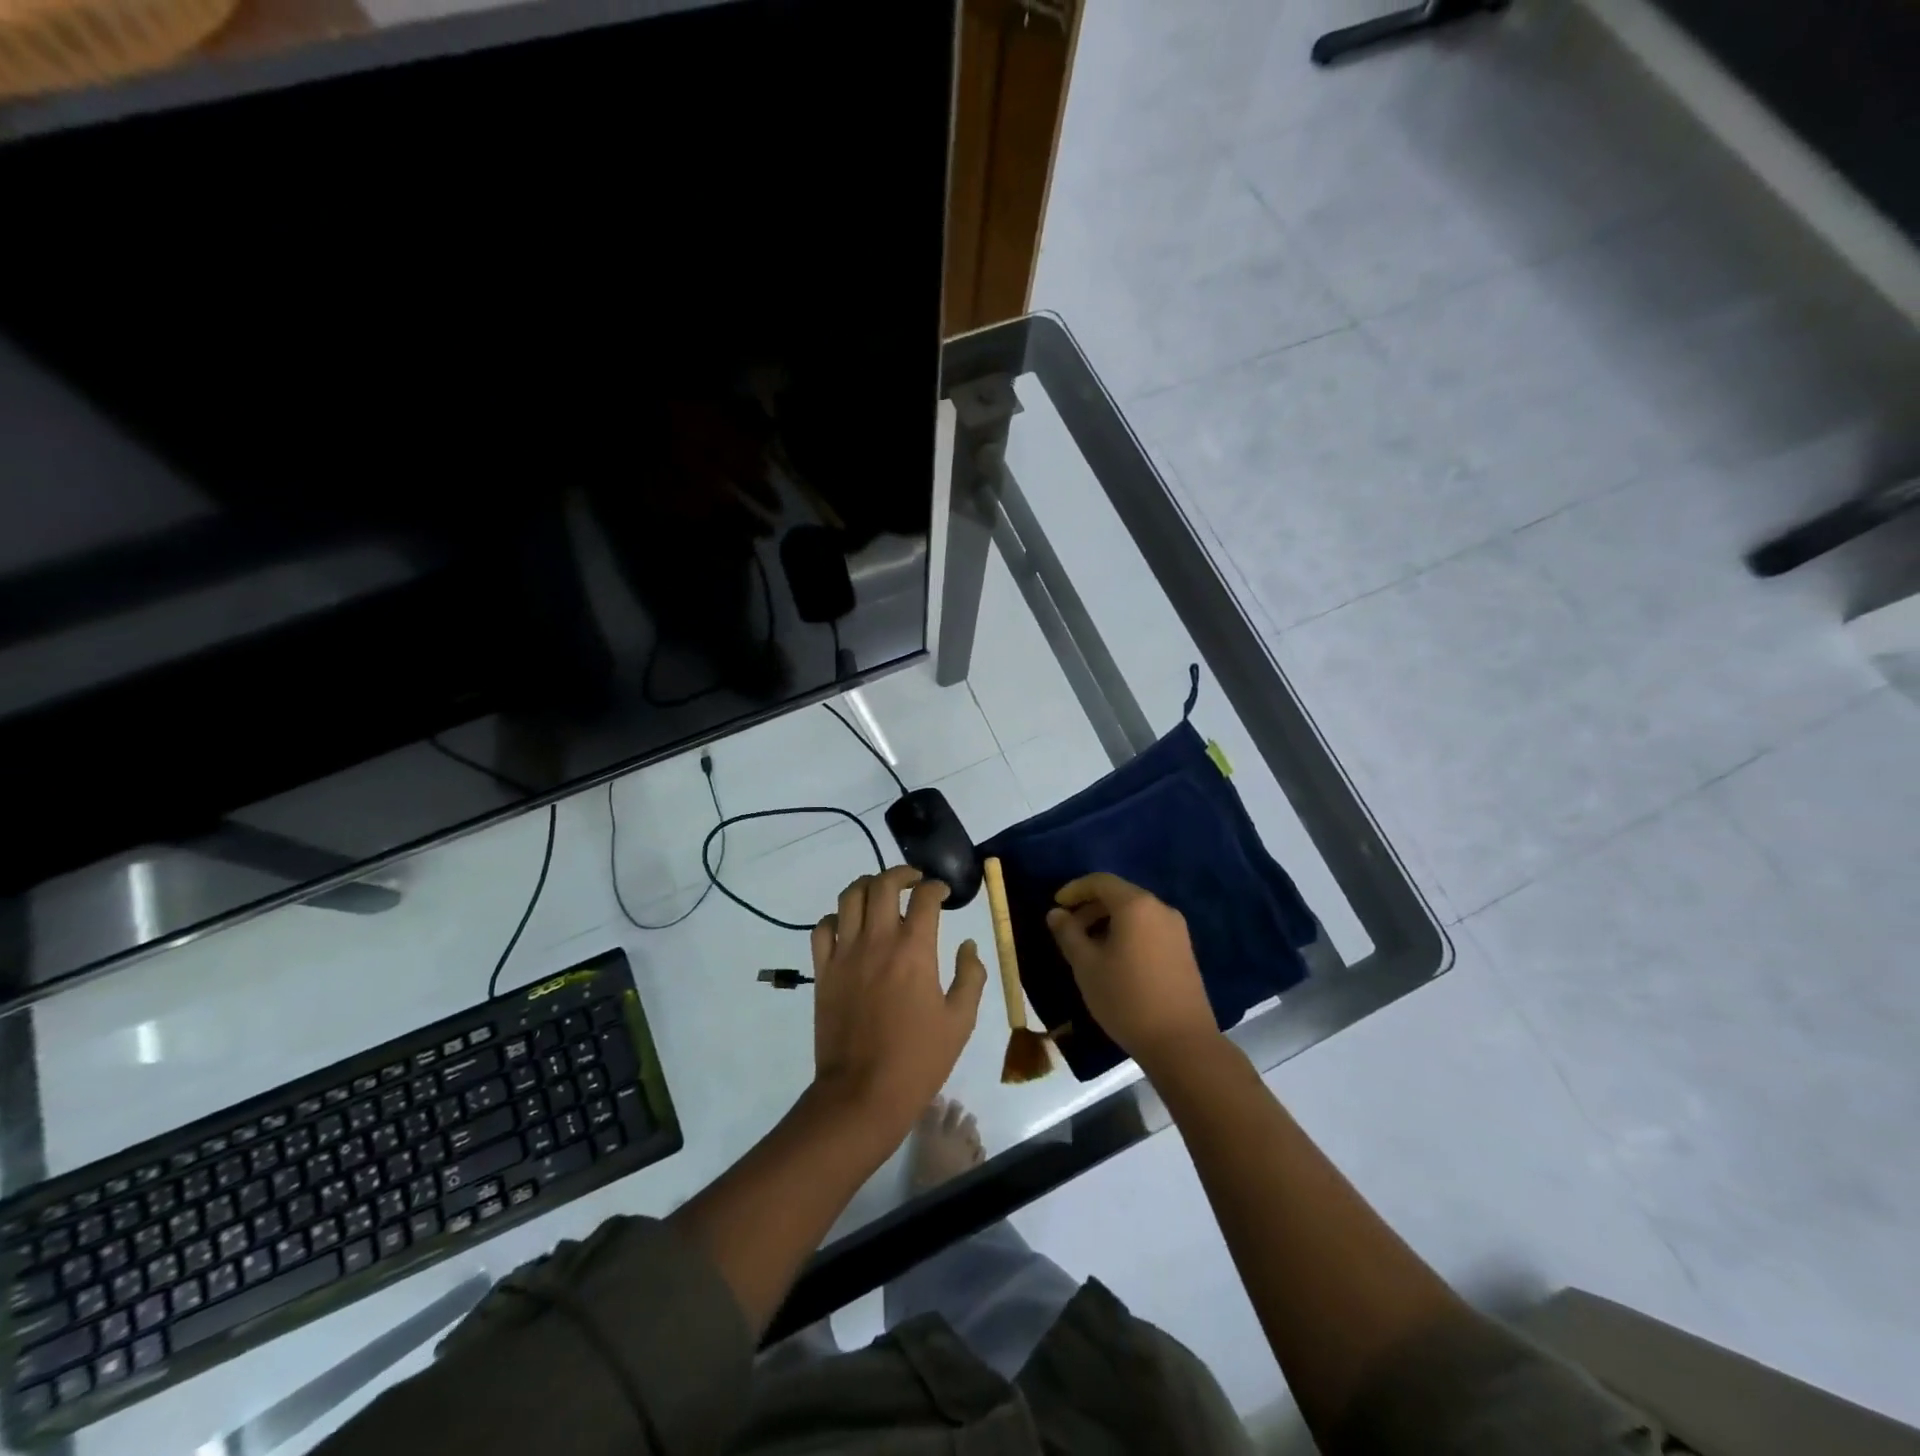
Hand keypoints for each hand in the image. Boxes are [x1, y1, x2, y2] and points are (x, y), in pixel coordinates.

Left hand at [810, 866, 987, 1142]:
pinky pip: (823, 928)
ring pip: (849, 897)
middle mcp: (878, 941)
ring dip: (867, 885)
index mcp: (915, 950)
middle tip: (914, 881)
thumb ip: (970, 976)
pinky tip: (849, 926)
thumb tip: (968, 946)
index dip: (936, 887)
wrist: (862, 1094)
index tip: (943, 893)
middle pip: (883, 885)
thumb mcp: (960, 1021)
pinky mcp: (823, 971)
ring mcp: (845, 954)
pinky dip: (836, 917)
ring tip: (880, 892)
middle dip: (901, 874)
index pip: (924, 898)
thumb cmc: (918, 1059)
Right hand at [1045, 873, 1218, 1072]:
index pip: (1100, 881)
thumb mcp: (1086, 965)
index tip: (1056, 906)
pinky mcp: (1184, 950)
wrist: (1181, 1042)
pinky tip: (1115, 960)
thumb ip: (1068, 933)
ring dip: (1108, 921)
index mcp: (1136, 906)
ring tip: (1088, 948)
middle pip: (1119, 895)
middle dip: (1090, 907)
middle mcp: (1160, 909)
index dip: (1074, 889)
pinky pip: (1149, 928)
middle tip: (1068, 930)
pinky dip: (1127, 933)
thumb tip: (1056, 913)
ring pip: (1135, 913)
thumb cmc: (1126, 998)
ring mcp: (1177, 930)